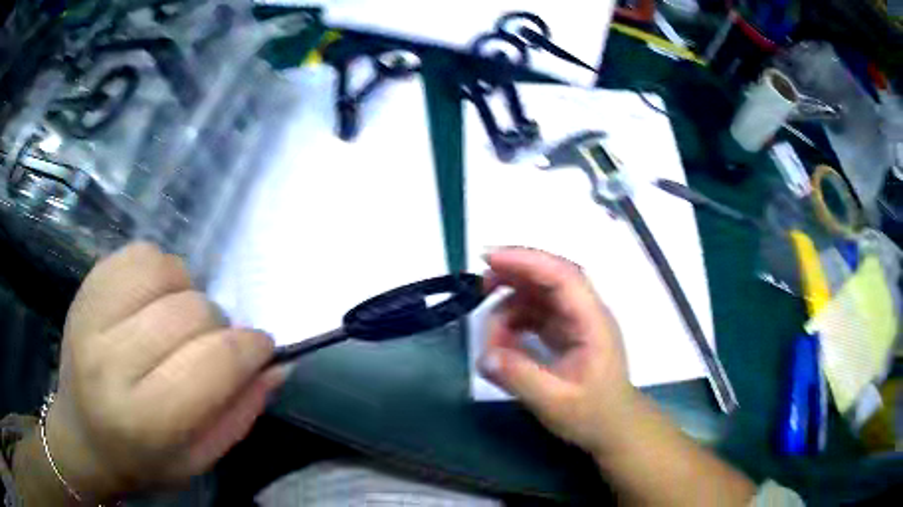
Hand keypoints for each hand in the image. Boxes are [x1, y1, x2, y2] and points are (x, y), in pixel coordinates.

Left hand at [47, 243, 282, 499]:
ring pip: (168, 272)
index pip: (214, 363)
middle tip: (212, 346)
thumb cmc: (142, 459)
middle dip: (219, 326)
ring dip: (189, 292)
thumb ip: (240, 413)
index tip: (262, 348)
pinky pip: (139, 254)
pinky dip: (161, 270)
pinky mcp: (86, 288)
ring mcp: (92, 316)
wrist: (82, 436)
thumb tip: (274, 365)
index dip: (251, 349)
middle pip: (192, 313)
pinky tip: (155, 298)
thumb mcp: (199, 458)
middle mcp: (112, 362)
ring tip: (178, 319)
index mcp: (145, 418)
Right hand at [479, 247, 636, 455]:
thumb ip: (520, 377)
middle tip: (481, 285)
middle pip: (550, 276)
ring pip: (540, 294)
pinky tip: (504, 342)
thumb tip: (485, 356)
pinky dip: (516, 321)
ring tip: (491, 335)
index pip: (562, 276)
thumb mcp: (555, 402)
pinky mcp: (566, 331)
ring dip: (511, 305)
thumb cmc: (593, 414)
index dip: (527, 261)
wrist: (614, 427)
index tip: (491, 259)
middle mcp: (586, 312)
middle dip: (515, 273)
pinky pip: (537, 314)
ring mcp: (576, 321)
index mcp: (592, 321)